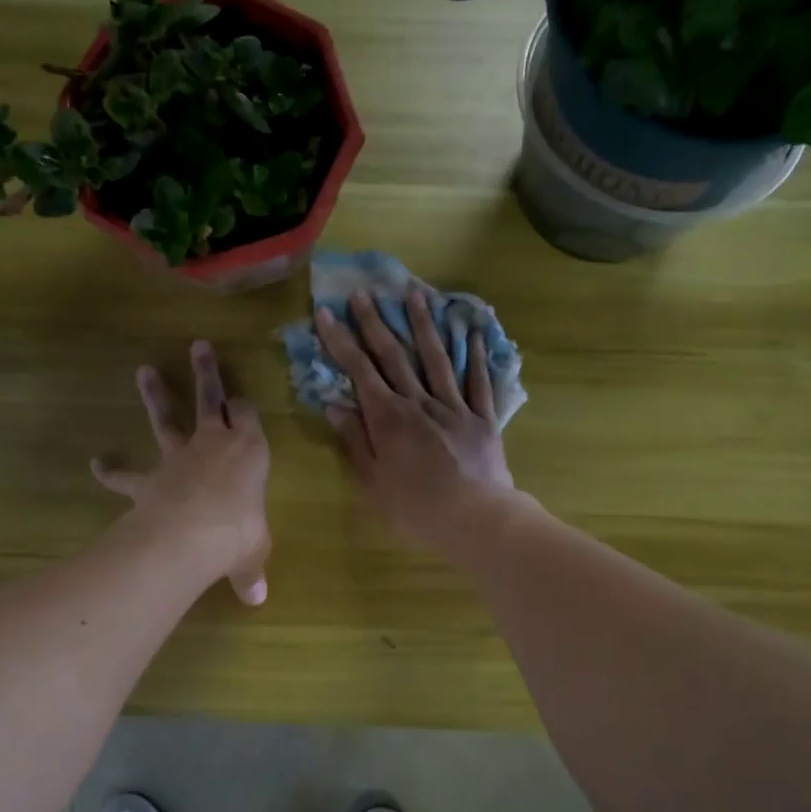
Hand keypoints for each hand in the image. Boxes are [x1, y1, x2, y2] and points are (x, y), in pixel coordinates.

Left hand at [93, 341, 270, 604]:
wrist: (190, 534)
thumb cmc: (238, 533)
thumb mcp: (253, 552)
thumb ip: (250, 570)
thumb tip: (257, 599)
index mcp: (249, 451)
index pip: (249, 417)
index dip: (245, 406)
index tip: (242, 399)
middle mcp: (214, 444)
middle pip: (210, 399)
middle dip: (206, 373)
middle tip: (199, 347)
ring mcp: (178, 457)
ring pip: (166, 419)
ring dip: (155, 395)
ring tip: (143, 371)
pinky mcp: (149, 479)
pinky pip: (128, 474)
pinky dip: (111, 470)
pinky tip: (97, 463)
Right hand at [317, 287, 517, 553]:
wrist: (475, 518)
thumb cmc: (415, 507)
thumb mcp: (373, 481)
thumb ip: (355, 440)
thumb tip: (335, 406)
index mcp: (388, 417)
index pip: (359, 370)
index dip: (341, 340)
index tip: (328, 313)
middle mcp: (419, 402)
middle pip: (394, 355)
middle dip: (375, 322)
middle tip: (364, 292)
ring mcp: (454, 406)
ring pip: (436, 357)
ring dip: (423, 324)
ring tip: (415, 293)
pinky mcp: (482, 417)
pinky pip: (478, 380)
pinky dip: (474, 355)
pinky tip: (471, 331)